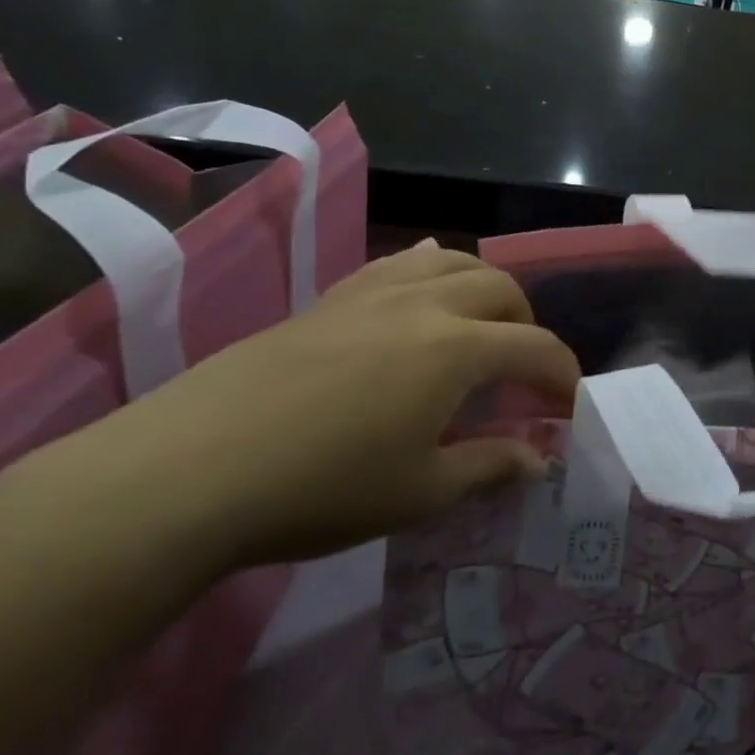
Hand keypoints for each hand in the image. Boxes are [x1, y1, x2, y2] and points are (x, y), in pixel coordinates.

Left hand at [29, 243, 577, 569]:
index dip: (563, 376)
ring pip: (452, 262)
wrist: (185, 472)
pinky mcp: (329, 300)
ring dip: (484, 289)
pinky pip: (397, 265)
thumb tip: (538, 458)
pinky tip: (420, 293)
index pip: (537, 348)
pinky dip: (429, 272)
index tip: (569, 407)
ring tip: (480, 326)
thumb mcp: (420, 492)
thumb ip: (490, 467)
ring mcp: (373, 294)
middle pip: (502, 291)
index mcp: (458, 349)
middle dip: (527, 327)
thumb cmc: (320, 489)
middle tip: (520, 373)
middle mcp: (426, 304)